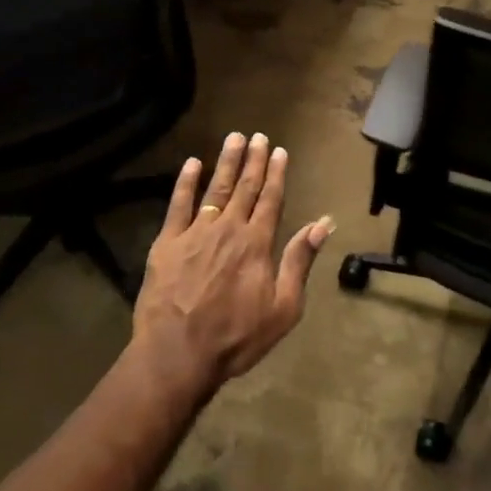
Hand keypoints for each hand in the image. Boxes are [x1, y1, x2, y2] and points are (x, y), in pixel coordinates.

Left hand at [131, 132, 333, 394]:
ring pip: (215, 189)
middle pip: (245, 188)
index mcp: (257, 243)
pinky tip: (192, 163)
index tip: (280, 151)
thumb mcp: (284, 307)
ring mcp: (196, 233)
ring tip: (233, 138)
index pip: (271, 199)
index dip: (277, 174)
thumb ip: (300, 261)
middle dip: (253, 161)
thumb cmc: (236, 337)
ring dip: (226, 163)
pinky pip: (178, 205)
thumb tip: (323, 223)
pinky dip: (185, 182)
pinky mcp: (167, 243)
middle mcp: (229, 229)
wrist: (178, 354)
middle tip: (258, 136)